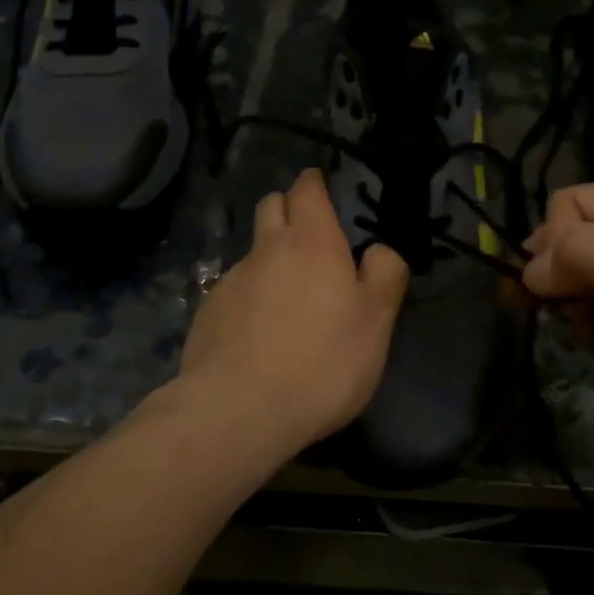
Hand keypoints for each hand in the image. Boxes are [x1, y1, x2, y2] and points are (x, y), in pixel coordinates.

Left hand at [180, 169, 409, 444]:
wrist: (239, 410)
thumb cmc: (322, 362)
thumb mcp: (377, 322)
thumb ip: (384, 275)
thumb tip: (378, 250)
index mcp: (312, 241)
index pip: (307, 189)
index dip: (315, 184)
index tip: (323, 190)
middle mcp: (266, 249)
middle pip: (271, 206)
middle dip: (288, 208)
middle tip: (310, 236)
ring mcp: (232, 279)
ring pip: (253, 250)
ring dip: (270, 257)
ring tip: (287, 296)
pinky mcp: (208, 311)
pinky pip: (234, 288)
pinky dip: (250, 296)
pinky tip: (259, 332)